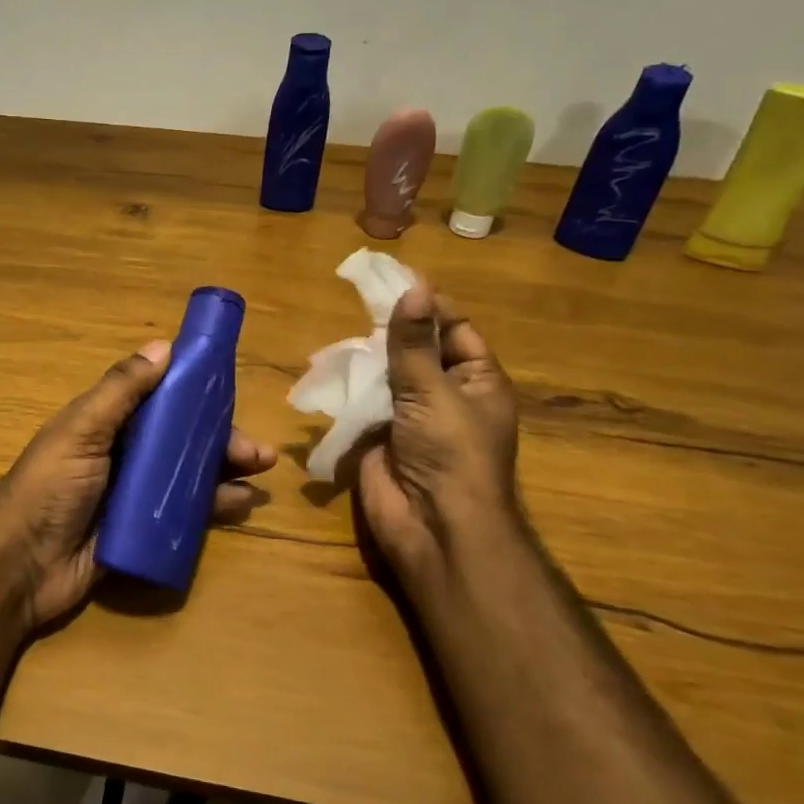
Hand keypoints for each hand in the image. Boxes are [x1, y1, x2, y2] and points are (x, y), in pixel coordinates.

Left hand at [0, 339, 278, 630]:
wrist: (20, 567)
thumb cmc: (48, 488)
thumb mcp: (81, 430)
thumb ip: (120, 391)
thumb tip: (165, 346)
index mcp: (107, 425)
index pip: (160, 401)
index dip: (195, 396)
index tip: (231, 394)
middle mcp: (124, 455)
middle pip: (182, 441)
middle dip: (220, 441)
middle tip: (259, 452)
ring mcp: (133, 496)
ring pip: (188, 476)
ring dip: (224, 472)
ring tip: (259, 475)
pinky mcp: (141, 532)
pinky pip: (183, 515)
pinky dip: (212, 508)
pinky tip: (239, 505)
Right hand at [355, 281, 520, 578]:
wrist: (432, 526)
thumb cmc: (451, 452)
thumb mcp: (434, 390)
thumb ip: (414, 343)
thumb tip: (412, 290)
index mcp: (476, 380)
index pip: (454, 328)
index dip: (428, 304)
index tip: (395, 278)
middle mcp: (445, 394)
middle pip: (417, 349)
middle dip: (390, 329)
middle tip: (358, 299)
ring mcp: (411, 416)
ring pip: (386, 374)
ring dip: (366, 357)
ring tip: (341, 332)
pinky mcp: (379, 435)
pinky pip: (363, 401)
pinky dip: (348, 385)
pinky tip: (327, 366)